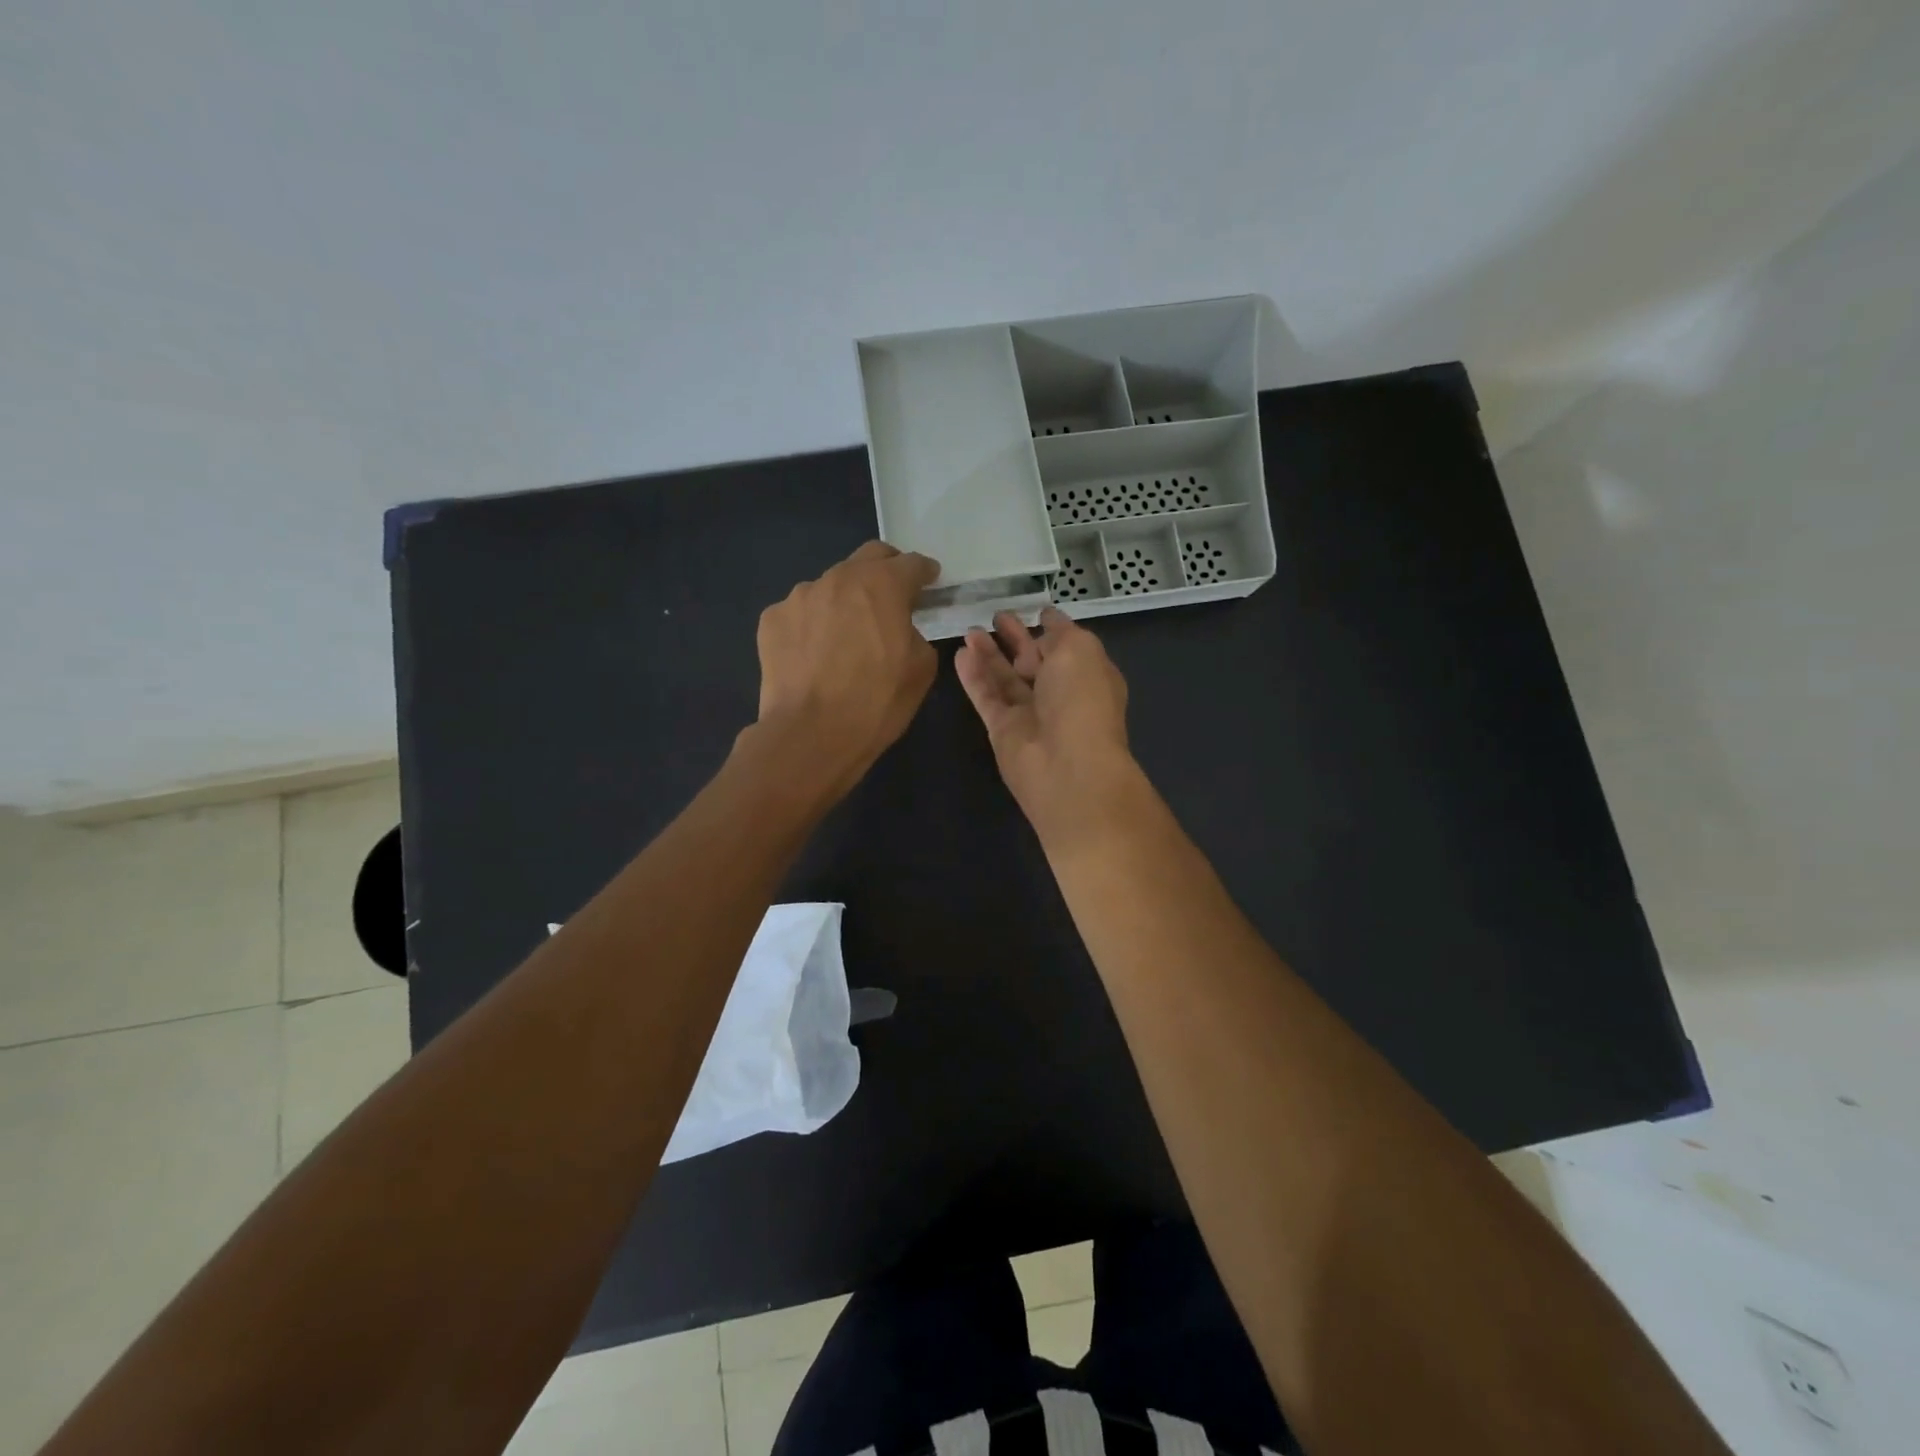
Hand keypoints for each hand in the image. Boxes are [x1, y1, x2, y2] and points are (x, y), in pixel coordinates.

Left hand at [752, 541, 940, 797]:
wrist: (810, 735)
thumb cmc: (876, 703)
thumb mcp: (921, 669)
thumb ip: (915, 634)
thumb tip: (901, 630)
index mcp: (882, 585)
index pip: (911, 563)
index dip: (925, 571)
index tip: (930, 581)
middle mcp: (838, 578)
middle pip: (868, 558)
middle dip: (885, 571)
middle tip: (892, 597)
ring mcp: (799, 597)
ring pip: (831, 586)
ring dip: (845, 601)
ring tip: (846, 636)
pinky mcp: (771, 620)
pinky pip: (801, 613)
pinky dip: (813, 624)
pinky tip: (815, 655)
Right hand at [955, 608, 1140, 846]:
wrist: (1067, 766)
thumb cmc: (1082, 700)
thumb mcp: (1080, 649)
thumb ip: (1060, 633)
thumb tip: (1045, 627)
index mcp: (1088, 675)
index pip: (1068, 647)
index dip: (1052, 628)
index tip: (1034, 610)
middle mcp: (1061, 695)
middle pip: (1034, 662)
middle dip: (1016, 638)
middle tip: (995, 616)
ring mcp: (1031, 714)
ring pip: (1006, 679)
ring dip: (989, 654)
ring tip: (969, 630)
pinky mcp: (1003, 730)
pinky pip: (987, 697)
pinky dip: (974, 676)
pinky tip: (960, 654)